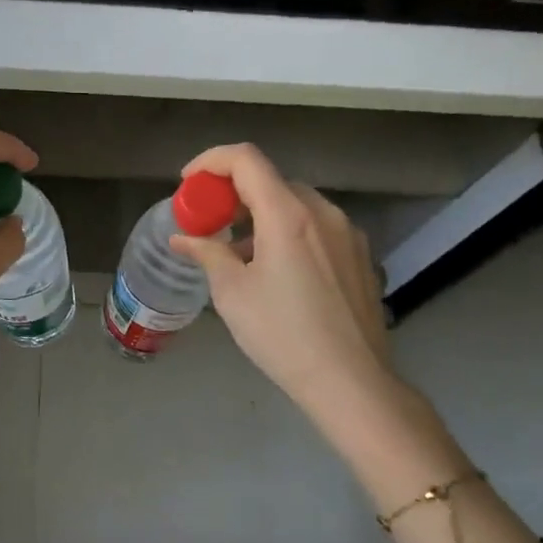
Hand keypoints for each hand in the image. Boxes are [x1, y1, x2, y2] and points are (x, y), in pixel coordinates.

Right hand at [169, 143, 403, 442]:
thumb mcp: (232, 293)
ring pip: (295, 204)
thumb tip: (182, 238)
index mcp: (289, 214)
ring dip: (261, 215)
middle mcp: (323, 212)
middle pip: (270, 181)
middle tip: (209, 223)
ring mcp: (347, 234)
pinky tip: (276, 271)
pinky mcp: (360, 257)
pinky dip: (287, 232)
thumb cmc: (283, 334)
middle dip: (233, 193)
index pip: (246, 160)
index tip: (188, 184)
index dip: (211, 162)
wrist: (351, 382)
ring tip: (239, 253)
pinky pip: (316, 228)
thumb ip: (206, 253)